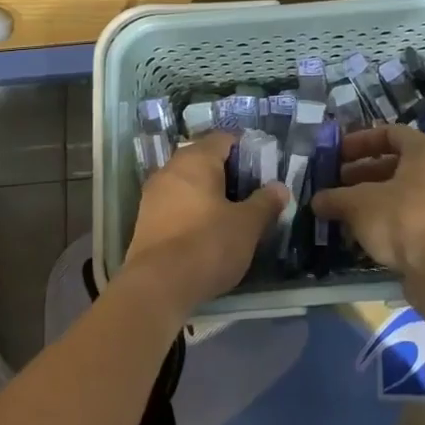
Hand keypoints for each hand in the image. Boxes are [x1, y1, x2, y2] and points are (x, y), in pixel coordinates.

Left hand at [119, 132, 288, 321]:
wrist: (157, 286)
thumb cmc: (207, 244)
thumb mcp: (247, 225)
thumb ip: (265, 203)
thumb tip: (279, 188)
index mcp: (196, 159)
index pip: (223, 139)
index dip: (246, 149)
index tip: (263, 168)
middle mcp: (170, 169)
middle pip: (203, 159)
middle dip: (227, 173)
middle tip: (250, 193)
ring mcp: (153, 195)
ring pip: (187, 183)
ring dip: (207, 193)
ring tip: (231, 214)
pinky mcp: (145, 221)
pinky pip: (174, 204)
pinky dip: (191, 211)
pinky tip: (206, 232)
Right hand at [310, 124, 424, 307]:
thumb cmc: (402, 219)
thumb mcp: (359, 204)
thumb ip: (335, 198)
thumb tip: (316, 201)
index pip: (390, 133)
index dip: (361, 141)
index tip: (338, 154)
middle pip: (395, 163)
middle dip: (362, 172)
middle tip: (336, 183)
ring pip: (401, 192)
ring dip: (370, 198)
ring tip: (342, 209)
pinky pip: (408, 215)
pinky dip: (384, 219)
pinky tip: (361, 233)